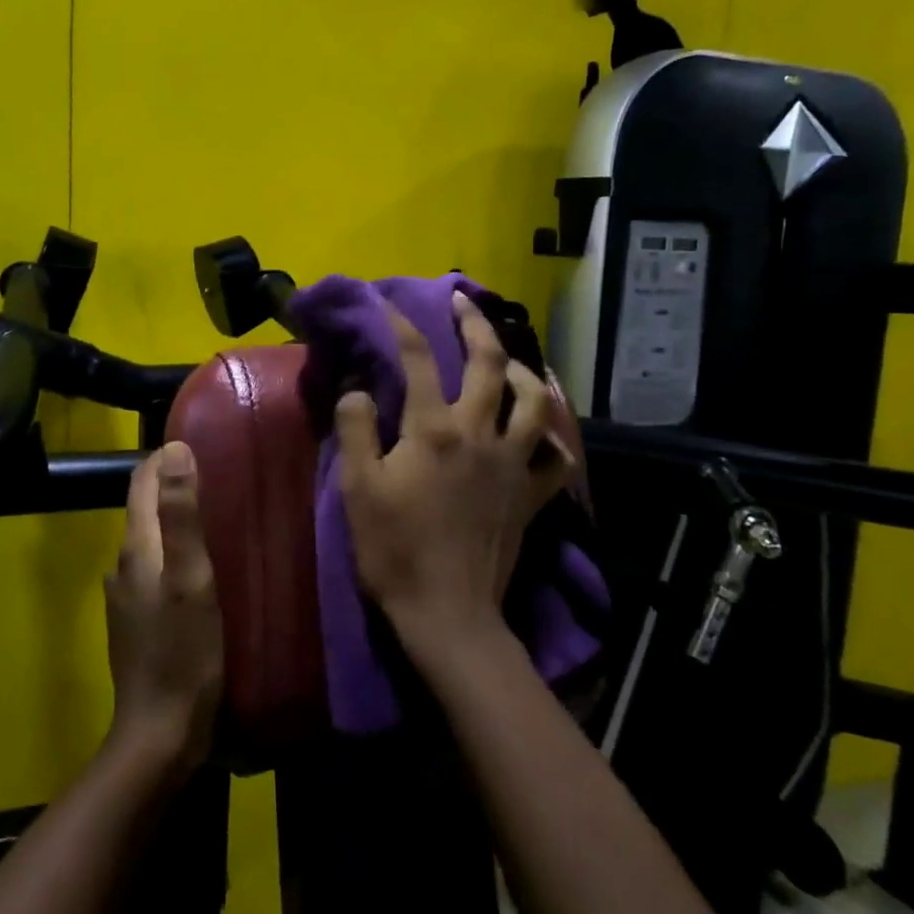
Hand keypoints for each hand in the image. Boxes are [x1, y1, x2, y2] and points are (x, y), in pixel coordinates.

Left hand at [104, 442, 223, 775]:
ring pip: (151, 542)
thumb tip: (173, 449)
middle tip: (216, 475)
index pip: (141, 484)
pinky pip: (155, 570)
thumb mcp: (191, 577)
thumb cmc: (183, 651)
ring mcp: (127, 597)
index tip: (197, 441)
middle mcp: (123, 566)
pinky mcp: (138, 622)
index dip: (163, 459)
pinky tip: (201, 568)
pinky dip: (174, 554)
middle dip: (172, 486)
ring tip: (215, 516)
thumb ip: (181, 514)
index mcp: (136, 548)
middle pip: (144, 510)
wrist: (161, 731)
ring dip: (175, 522)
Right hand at [336, 292, 574, 663]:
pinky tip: (544, 432)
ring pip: (534, 402)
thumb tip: (358, 387)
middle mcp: (479, 434)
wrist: (447, 612)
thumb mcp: (357, 489)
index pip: (416, 361)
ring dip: (523, 371)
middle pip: (488, 364)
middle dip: (475, 325)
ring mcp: (513, 464)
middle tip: (464, 301)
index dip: (402, 325)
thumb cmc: (394, 550)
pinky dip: (554, 439)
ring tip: (508, 361)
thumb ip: (356, 430)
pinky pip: (557, 459)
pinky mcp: (530, 495)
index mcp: (433, 430)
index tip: (389, 303)